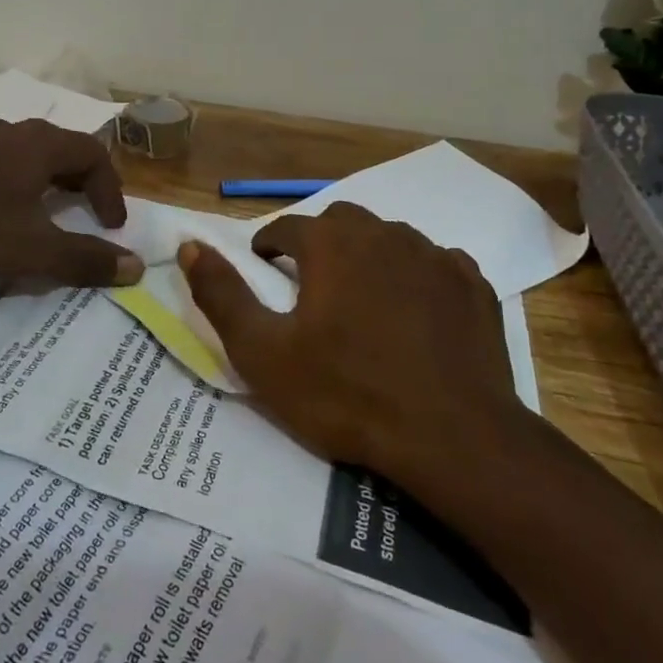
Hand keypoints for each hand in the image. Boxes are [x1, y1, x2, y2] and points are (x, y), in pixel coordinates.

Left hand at [0, 118, 144, 289]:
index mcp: (39, 144)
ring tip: (48, 213)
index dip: (111, 190)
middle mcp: (11, 131)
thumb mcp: (36, 250)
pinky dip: (14, 182)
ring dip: (47, 181)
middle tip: (88, 213)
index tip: (111, 227)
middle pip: (62, 148)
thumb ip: (87, 259)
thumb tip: (135, 267)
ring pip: (27, 154)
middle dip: (83, 181)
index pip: (94, 154)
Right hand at [177, 202, 516, 479]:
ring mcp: (434, 256)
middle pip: (340, 223)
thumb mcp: (263, 353)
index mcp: (331, 243)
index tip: (266, 272)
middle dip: (319, 244)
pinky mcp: (472, 284)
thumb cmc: (347, 394)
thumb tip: (189, 246)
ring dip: (368, 258)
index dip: (269, 247)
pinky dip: (416, 278)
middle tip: (312, 288)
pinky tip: (415, 314)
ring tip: (363, 302)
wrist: (453, 438)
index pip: (286, 227)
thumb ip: (221, 294)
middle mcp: (384, 233)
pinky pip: (434, 264)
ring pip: (389, 239)